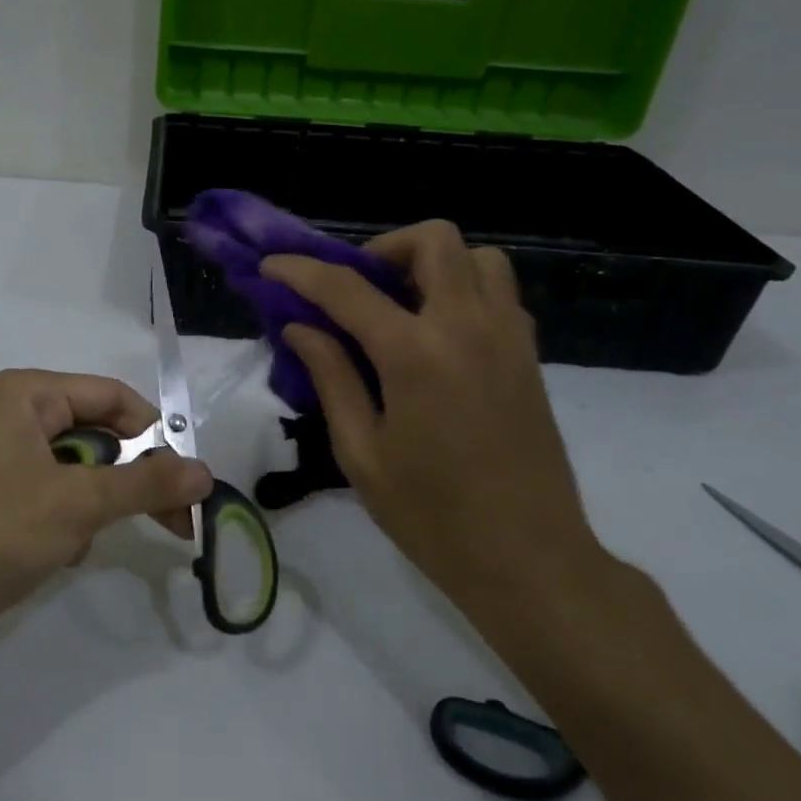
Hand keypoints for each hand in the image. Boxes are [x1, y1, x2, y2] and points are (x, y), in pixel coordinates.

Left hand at [0, 369, 211, 613]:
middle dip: (131, 477)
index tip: (189, 479)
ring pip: (77, 469)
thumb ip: (147, 482)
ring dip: (96, 504)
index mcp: (25, 393)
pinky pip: (52, 496)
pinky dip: (68, 521)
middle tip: (175, 521)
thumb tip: (206, 472)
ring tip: (86, 541)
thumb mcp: (81, 502)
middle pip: (96, 432)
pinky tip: (58, 554)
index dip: (155, 433)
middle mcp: (10, 415)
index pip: (111, 396)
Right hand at [263, 223, 599, 596]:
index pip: (347, 289)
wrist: (530, 560)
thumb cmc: (432, 515)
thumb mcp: (361, 452)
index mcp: (415, 354)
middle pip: (432, 240)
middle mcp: (468, 326)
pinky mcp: (529, 355)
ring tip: (399, 305)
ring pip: (477, 256)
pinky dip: (462, 288)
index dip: (301, 271)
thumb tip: (301, 328)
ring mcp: (508, 337)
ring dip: (431, 263)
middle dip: (382, 249)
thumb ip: (331, 377)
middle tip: (354, 289)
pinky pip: (498, 291)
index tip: (271, 265)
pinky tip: (435, 333)